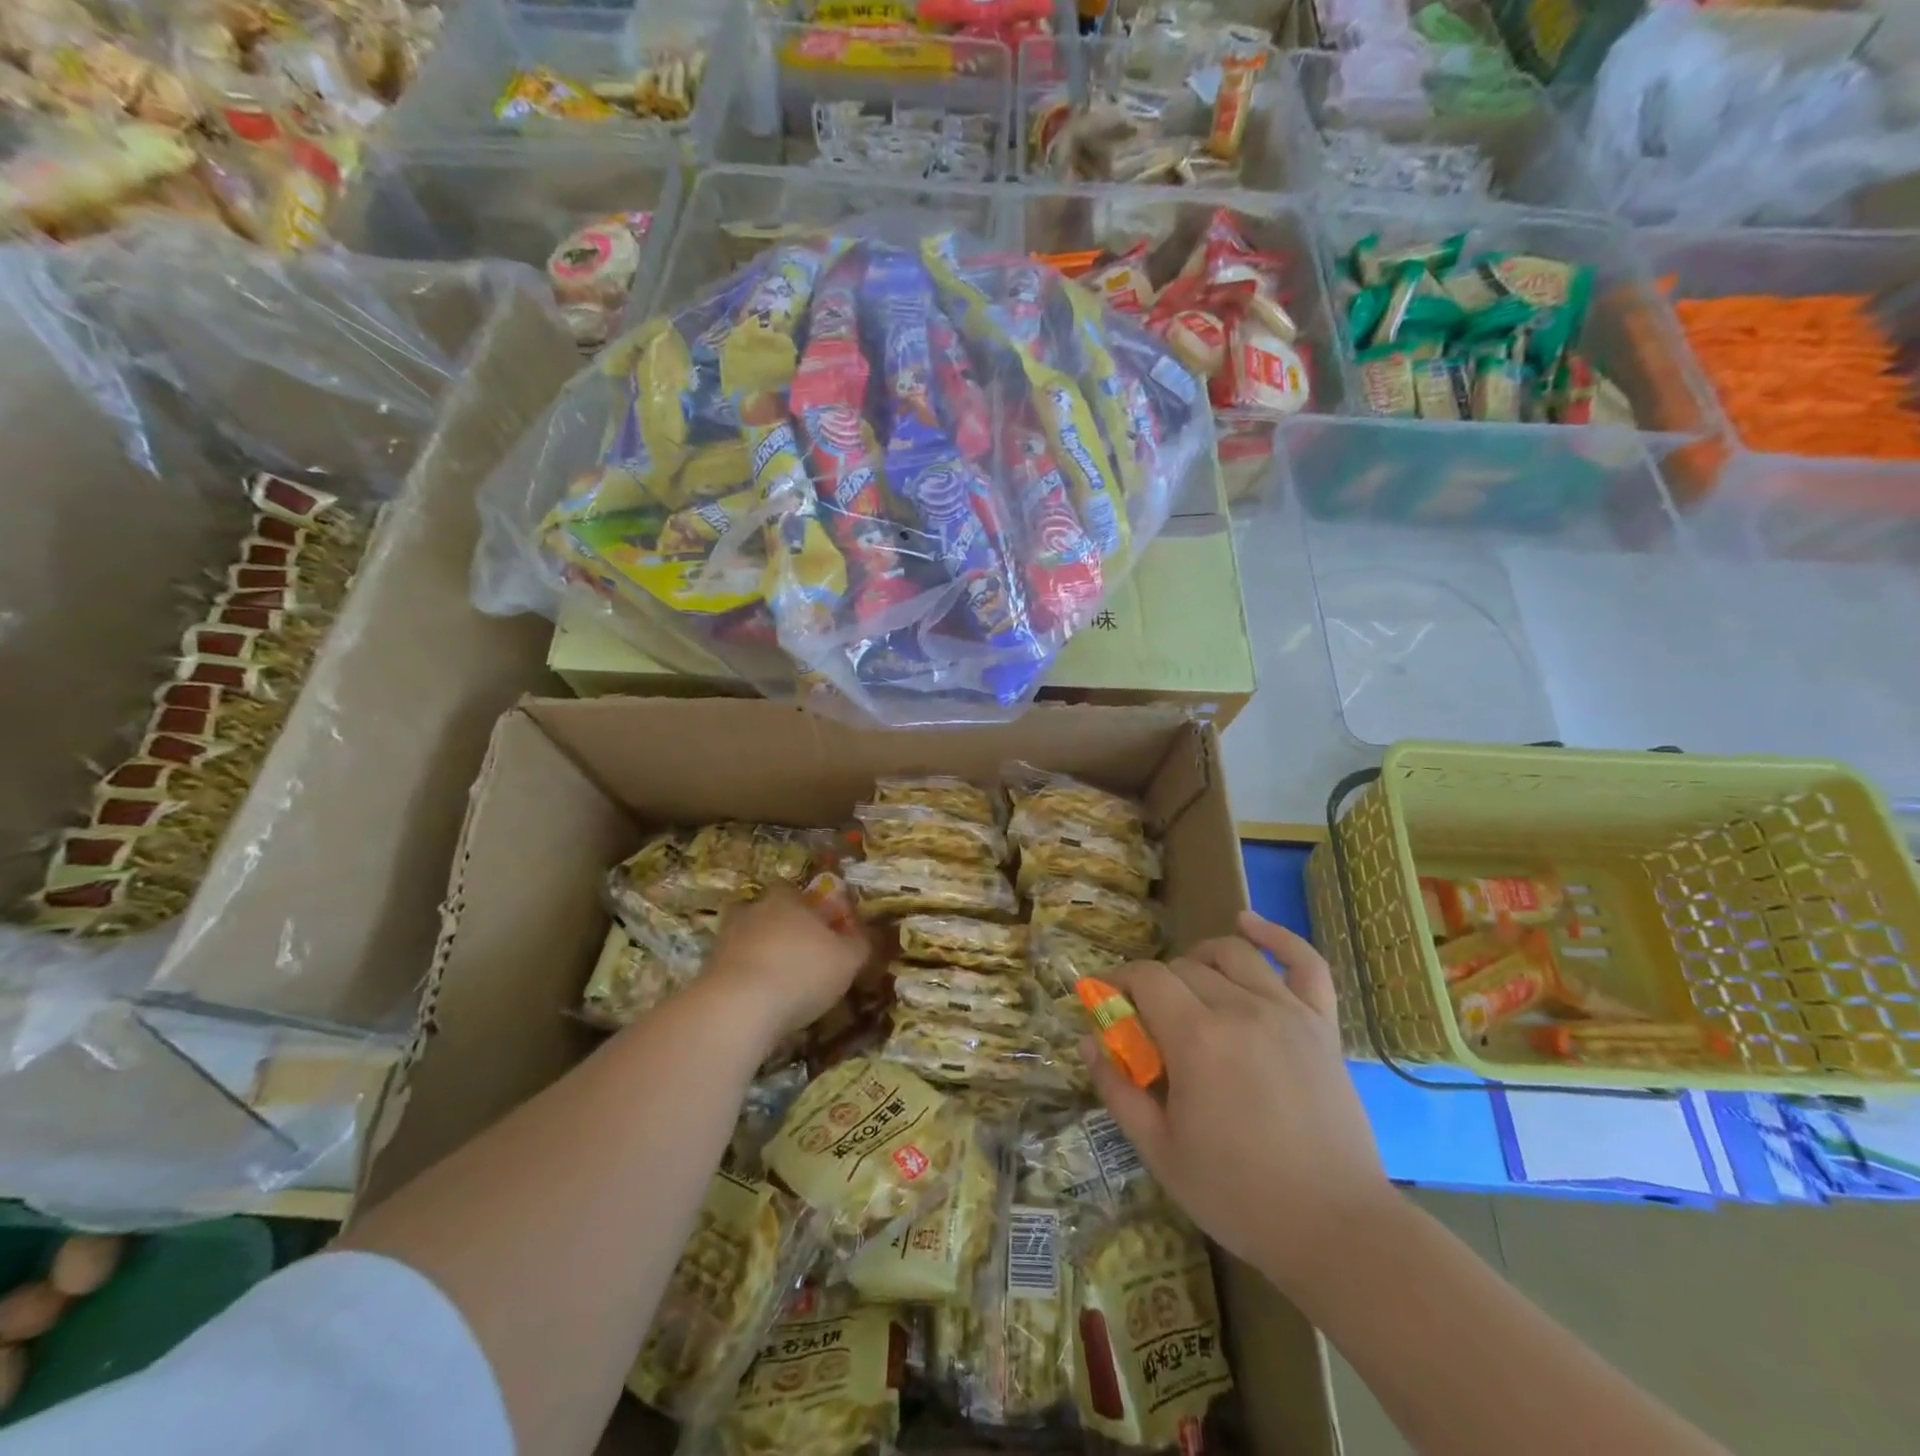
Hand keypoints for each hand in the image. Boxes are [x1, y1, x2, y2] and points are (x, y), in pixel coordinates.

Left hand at [702, 886, 870, 1046]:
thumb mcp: (848, 960)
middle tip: (794, 950)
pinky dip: (743, 979)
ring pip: (743, 938)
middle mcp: (753, 912)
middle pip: (762, 910)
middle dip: (775, 926)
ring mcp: (725, 941)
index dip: (803, 904)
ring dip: (756, 952)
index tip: (816, 923)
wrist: (738, 1007)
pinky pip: (730, 968)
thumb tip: (865, 933)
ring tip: (775, 978)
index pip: (790, 889)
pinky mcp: (707, 972)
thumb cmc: (802, 972)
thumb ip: (859, 943)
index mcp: (786, 901)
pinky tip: (758, 1000)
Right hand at [1087, 911, 1393, 1291]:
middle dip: (1155, 985)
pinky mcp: (1321, 1024)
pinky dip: (1275, 935)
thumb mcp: (1159, 1151)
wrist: (1337, 1230)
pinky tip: (1248, 923)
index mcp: (1196, 1038)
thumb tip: (1088, 1040)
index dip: (1119, 982)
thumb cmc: (1238, 1195)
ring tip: (1189, 984)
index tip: (1108, 1002)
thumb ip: (1117, 1089)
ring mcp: (1287, 1012)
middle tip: (1149, 1022)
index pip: (1146, 978)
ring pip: (1232, 954)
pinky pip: (1304, 962)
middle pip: (1183, 968)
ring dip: (1200, 959)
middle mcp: (1240, 1009)